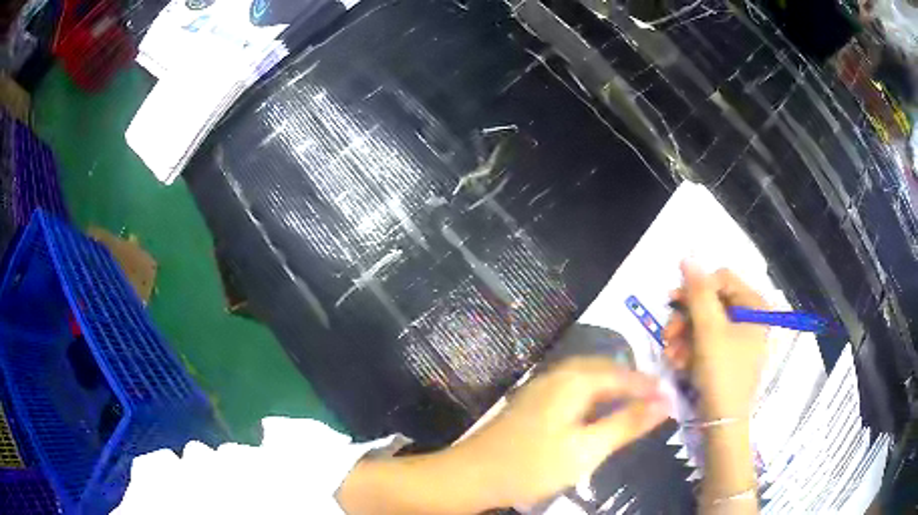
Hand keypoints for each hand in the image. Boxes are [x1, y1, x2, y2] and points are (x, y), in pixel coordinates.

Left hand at [449, 357, 668, 507]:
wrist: (473, 475)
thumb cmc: (533, 465)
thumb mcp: (587, 449)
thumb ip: (626, 424)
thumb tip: (664, 403)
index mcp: (574, 382)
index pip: (622, 375)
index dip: (648, 386)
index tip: (671, 397)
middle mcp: (557, 376)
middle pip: (603, 369)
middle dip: (630, 380)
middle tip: (652, 397)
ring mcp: (540, 388)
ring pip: (585, 377)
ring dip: (611, 386)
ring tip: (630, 403)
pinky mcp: (531, 403)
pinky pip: (571, 388)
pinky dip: (592, 395)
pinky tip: (594, 412)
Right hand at [663, 262, 768, 419]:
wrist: (723, 424)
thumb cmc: (722, 373)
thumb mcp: (709, 330)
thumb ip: (698, 292)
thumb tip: (687, 257)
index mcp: (755, 305)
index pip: (721, 278)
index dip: (695, 287)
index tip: (671, 302)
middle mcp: (750, 318)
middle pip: (711, 302)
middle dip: (685, 319)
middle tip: (668, 335)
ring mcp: (740, 339)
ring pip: (705, 323)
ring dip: (683, 337)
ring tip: (670, 356)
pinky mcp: (728, 356)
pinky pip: (706, 342)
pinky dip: (690, 350)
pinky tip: (678, 364)